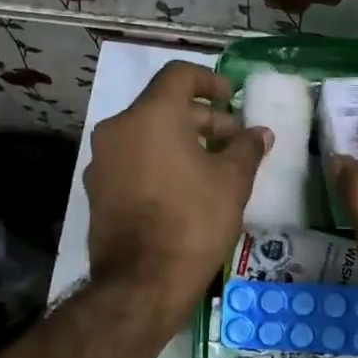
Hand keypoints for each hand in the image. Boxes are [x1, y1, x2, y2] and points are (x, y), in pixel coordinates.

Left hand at [85, 61, 272, 326]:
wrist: (142, 282)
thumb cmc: (193, 221)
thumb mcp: (232, 182)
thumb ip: (246, 148)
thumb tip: (260, 133)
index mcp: (150, 115)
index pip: (179, 75)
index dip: (210, 81)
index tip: (232, 98)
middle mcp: (119, 128)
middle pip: (163, 106)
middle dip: (202, 118)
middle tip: (233, 140)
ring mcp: (102, 160)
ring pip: (146, 134)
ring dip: (180, 140)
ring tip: (212, 165)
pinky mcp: (97, 189)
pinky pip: (133, 159)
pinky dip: (158, 160)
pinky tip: (184, 186)